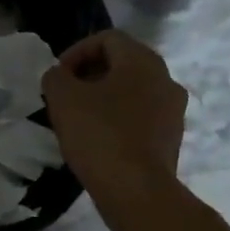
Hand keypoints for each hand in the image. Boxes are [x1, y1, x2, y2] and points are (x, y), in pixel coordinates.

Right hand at [41, 30, 186, 195]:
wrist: (137, 192)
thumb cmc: (99, 136)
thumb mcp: (63, 99)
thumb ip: (56, 77)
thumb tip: (60, 76)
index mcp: (143, 61)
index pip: (107, 38)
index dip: (76, 51)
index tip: (58, 76)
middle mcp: (166, 79)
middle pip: (123, 64)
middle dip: (90, 75)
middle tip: (65, 96)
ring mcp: (173, 111)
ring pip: (133, 92)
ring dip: (105, 98)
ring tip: (80, 120)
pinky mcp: (172, 139)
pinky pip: (142, 118)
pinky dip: (119, 120)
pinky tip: (99, 141)